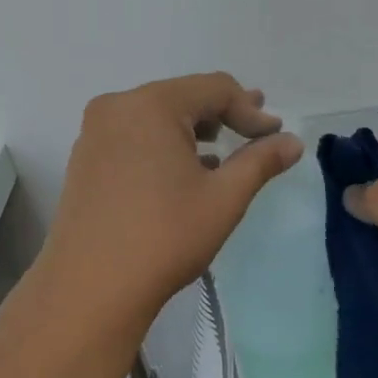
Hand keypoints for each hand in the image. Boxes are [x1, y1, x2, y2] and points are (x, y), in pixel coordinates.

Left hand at [41, 73, 303, 331]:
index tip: (276, 136)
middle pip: (182, 97)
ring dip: (193, 130)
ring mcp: (95, 133)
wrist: (90, 288)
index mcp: (150, 104)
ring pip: (156, 117)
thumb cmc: (164, 236)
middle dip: (222, 113)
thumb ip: (260, 161)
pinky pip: (134, 137)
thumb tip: (293, 142)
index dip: (250, 110)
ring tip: (223, 148)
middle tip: (256, 128)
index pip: (214, 89)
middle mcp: (117, 107)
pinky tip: (185, 169)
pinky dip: (164, 145)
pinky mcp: (85, 160)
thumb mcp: (224, 198)